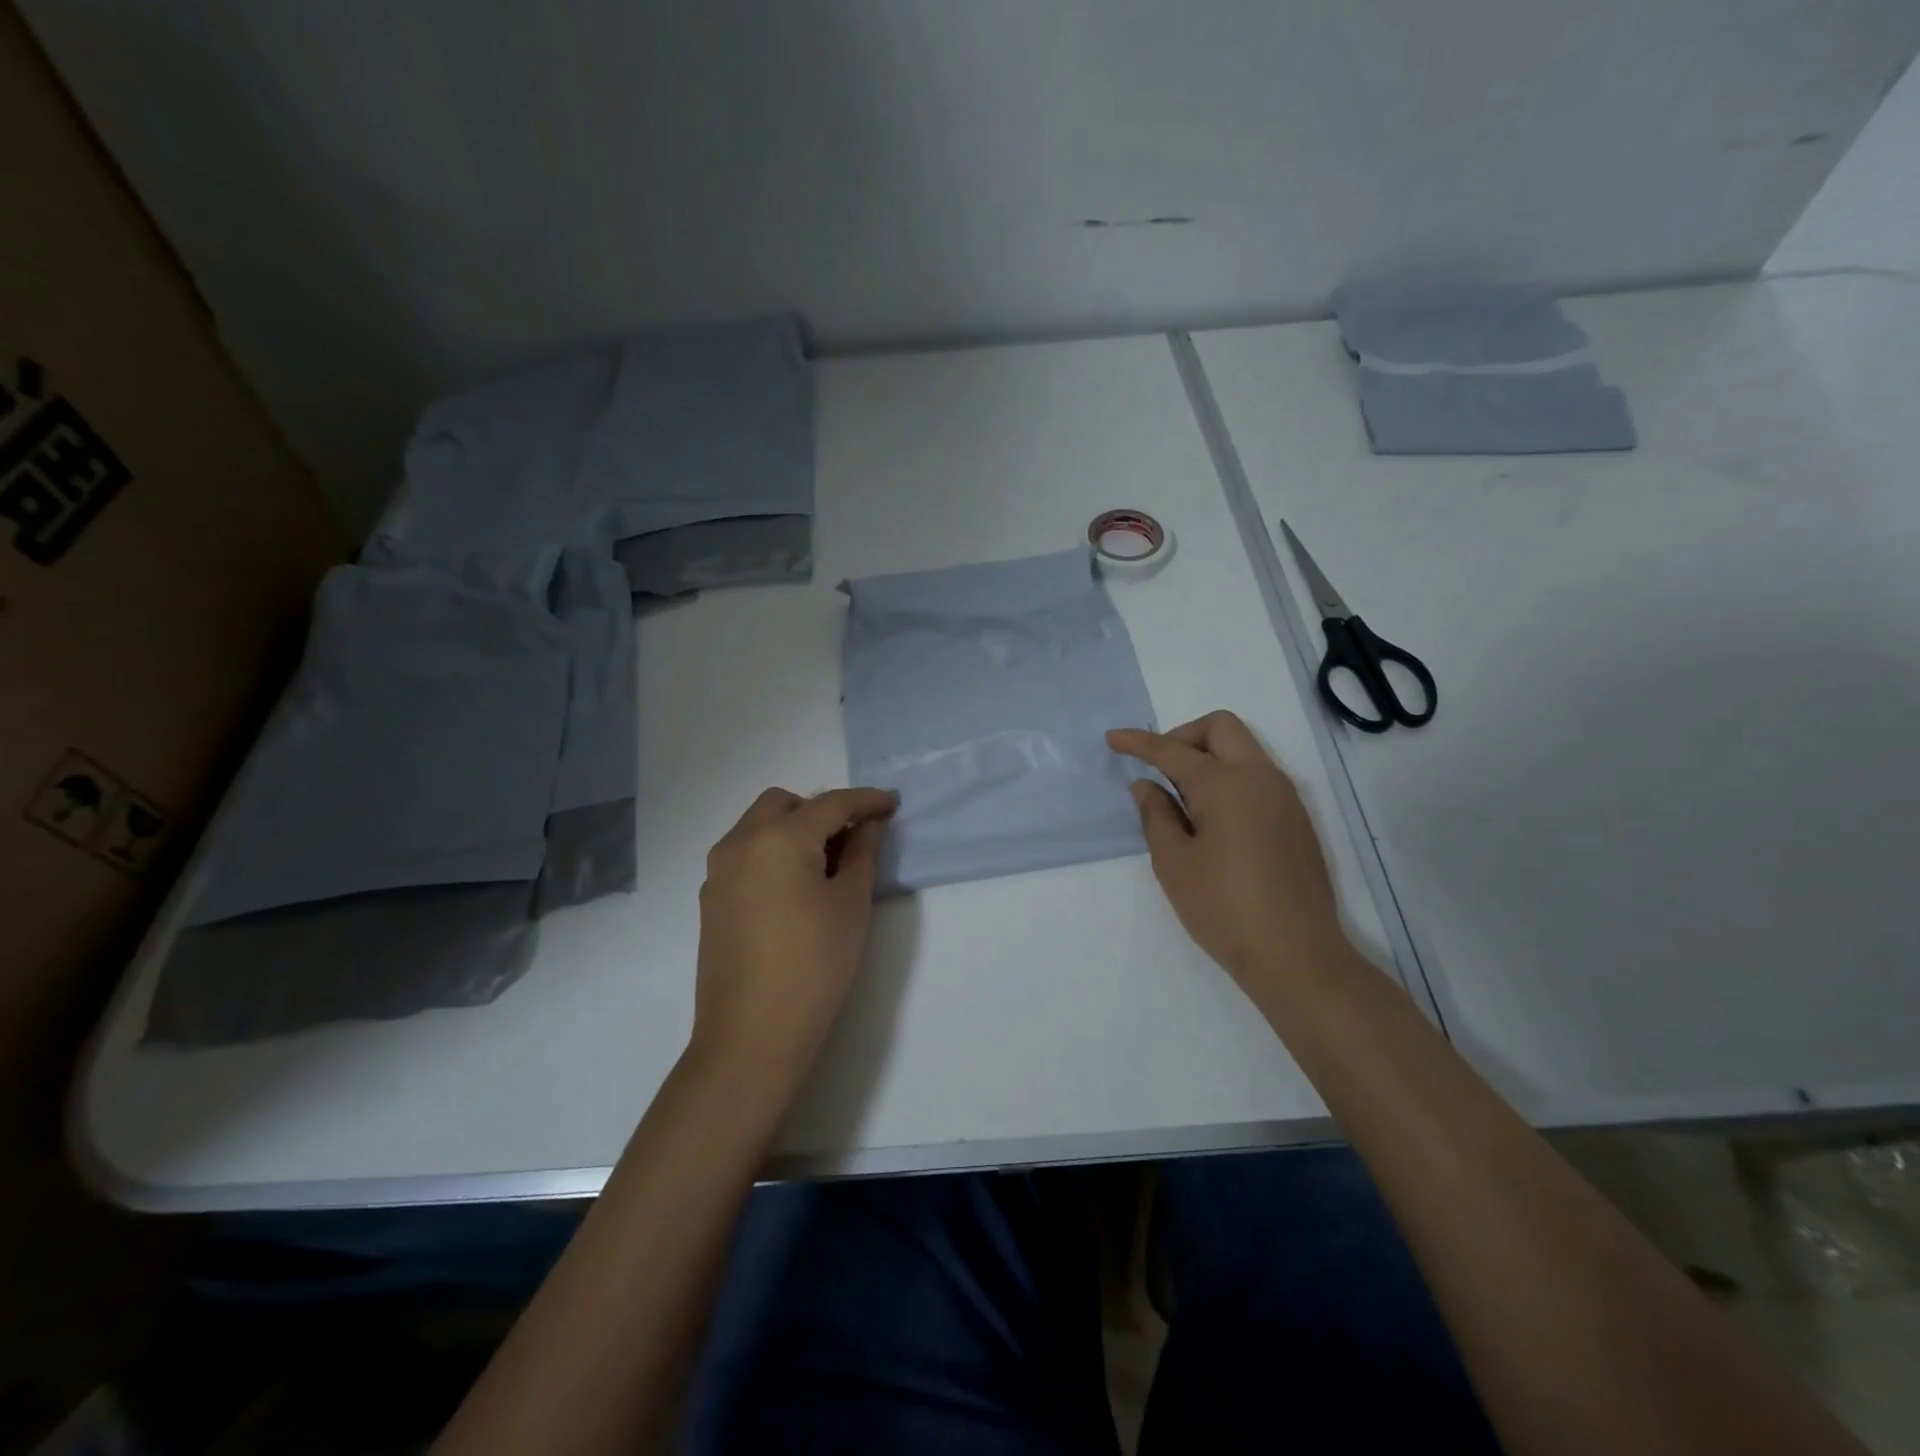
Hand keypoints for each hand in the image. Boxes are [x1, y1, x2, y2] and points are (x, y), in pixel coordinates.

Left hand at [690, 786, 897, 1099]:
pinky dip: (773, 853)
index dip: (865, 800)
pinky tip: (796, 889)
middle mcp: (740, 843)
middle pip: (784, 804)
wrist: (752, 1036)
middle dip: (821, 810)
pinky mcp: (711, 900)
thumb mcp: (851, 904)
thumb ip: (863, 854)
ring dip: (794, 830)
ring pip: (759, 827)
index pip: (830, 804)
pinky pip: (745, 855)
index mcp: (778, 838)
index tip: (892, 803)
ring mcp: (718, 872)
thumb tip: (868, 826)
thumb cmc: (814, 965)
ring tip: (827, 866)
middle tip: (853, 838)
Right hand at [1108, 711, 1347, 1001]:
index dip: (1139, 742)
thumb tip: (1147, 785)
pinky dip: (1229, 778)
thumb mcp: (1174, 863)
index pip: (1172, 750)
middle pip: (1220, 727)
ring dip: (1209, 756)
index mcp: (1224, 784)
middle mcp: (1259, 777)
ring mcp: (1284, 796)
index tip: (1113, 738)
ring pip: (1243, 749)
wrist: (1296, 954)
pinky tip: (1213, 820)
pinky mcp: (1296, 818)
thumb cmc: (1223, 907)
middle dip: (1183, 736)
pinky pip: (1258, 776)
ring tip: (1183, 800)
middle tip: (1160, 769)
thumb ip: (1156, 815)